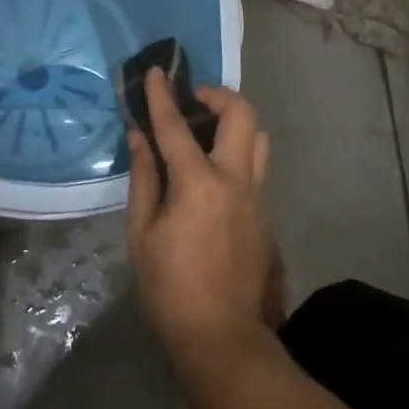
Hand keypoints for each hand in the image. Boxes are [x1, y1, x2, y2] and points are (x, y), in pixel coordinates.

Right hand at [127, 69, 283, 378]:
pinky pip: (257, 165)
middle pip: (242, 114)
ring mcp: (258, 195)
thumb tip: (141, 136)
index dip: (162, 95)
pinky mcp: (267, 212)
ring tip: (207, 132)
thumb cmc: (170, 288)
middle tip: (193, 102)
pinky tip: (215, 172)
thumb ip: (144, 177)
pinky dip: (238, 152)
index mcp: (199, 184)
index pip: (176, 126)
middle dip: (218, 95)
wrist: (222, 337)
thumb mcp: (142, 234)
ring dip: (235, 122)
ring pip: (259, 137)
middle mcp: (236, 180)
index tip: (155, 71)